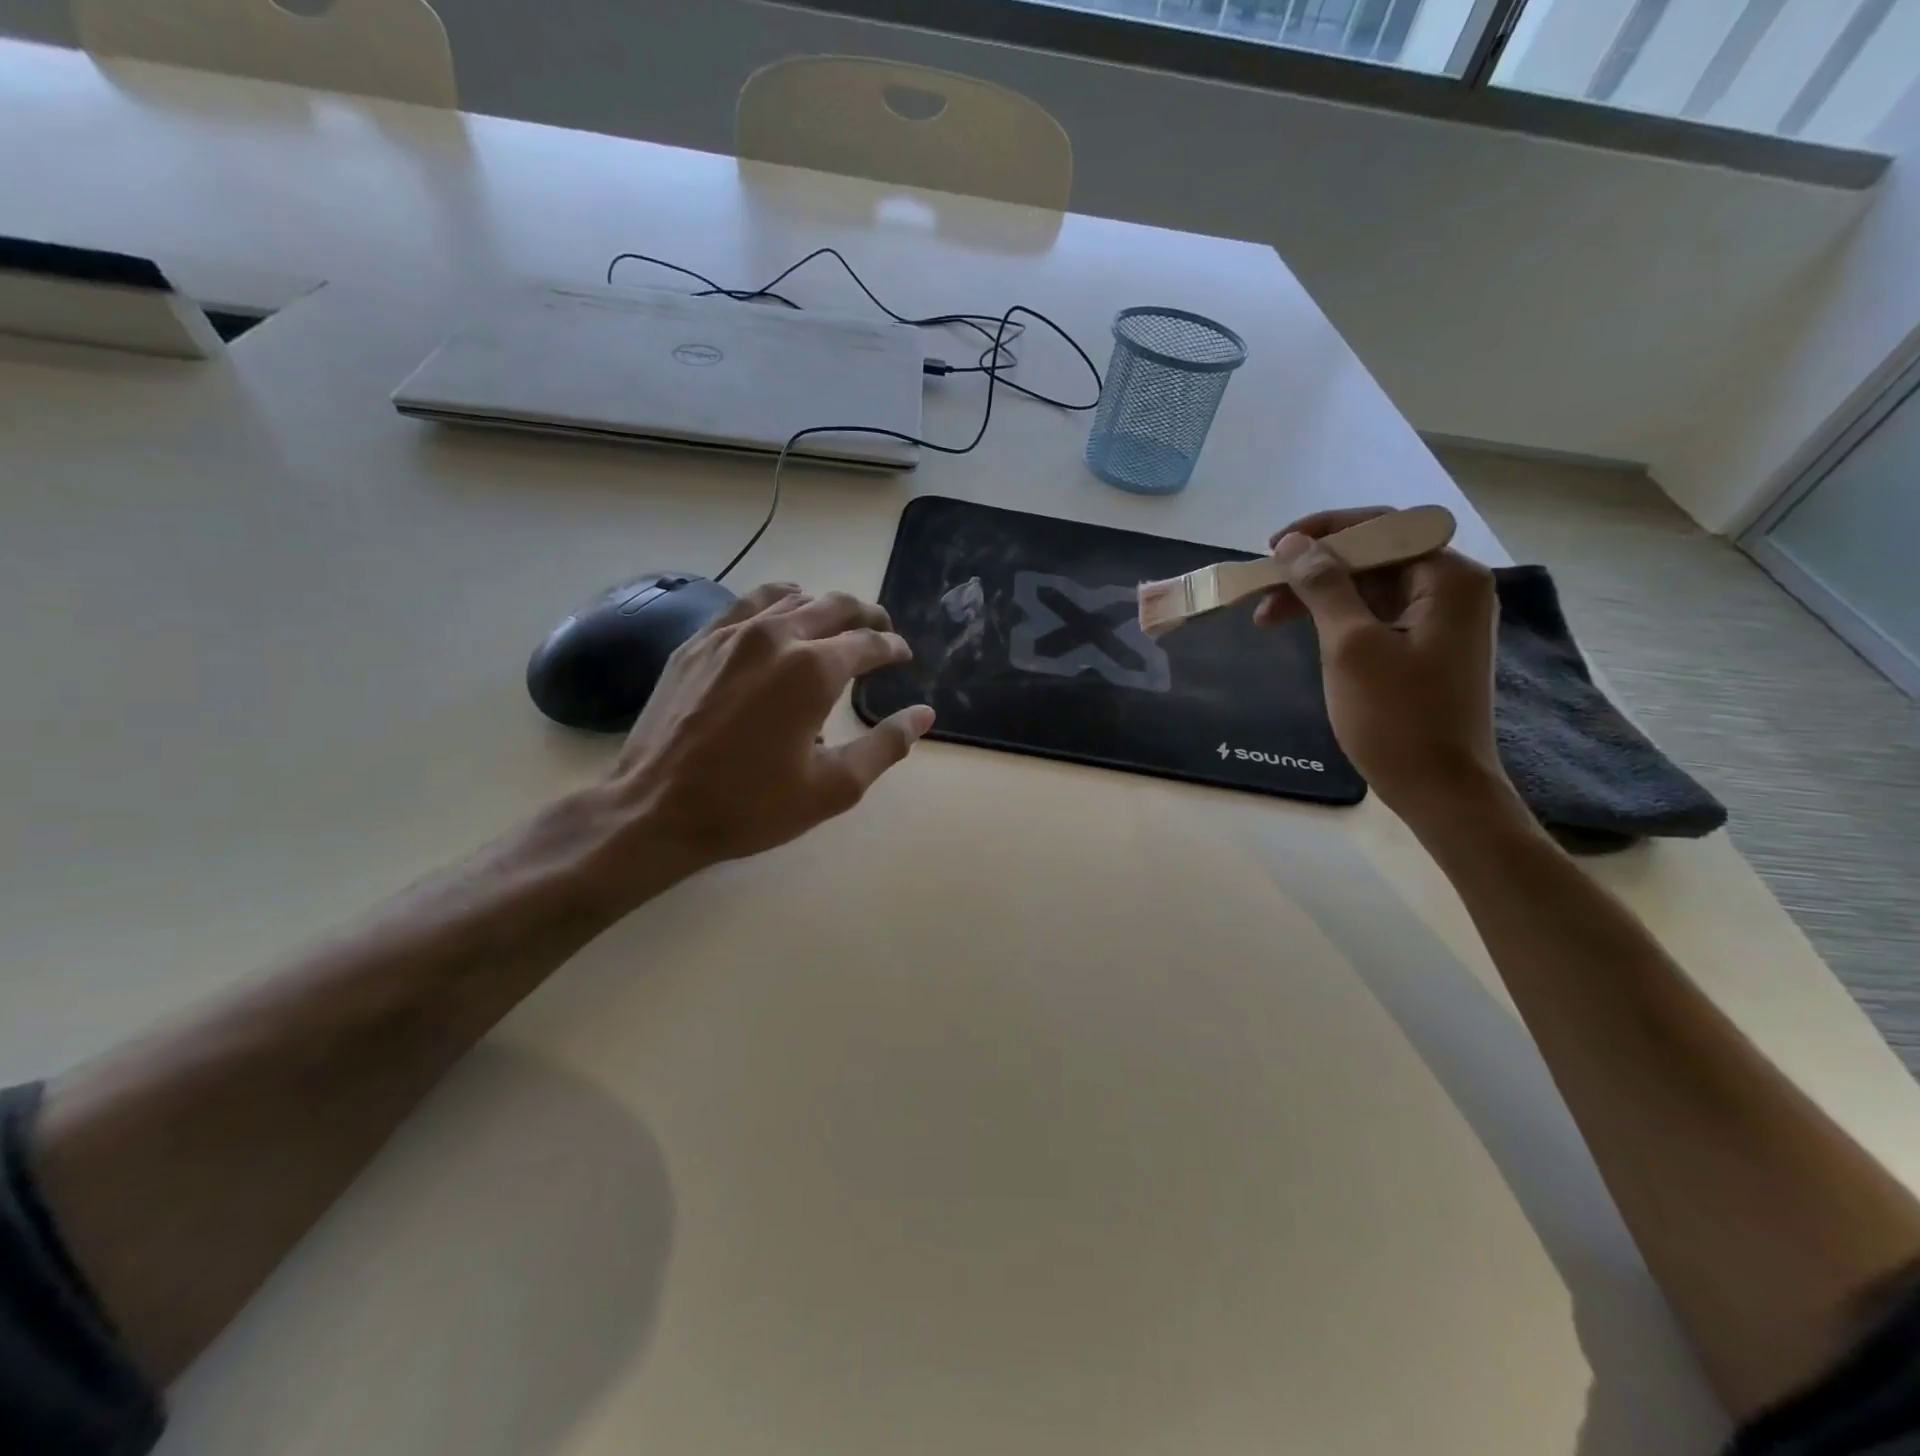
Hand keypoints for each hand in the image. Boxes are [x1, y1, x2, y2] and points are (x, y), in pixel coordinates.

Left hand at [594, 583, 934, 882]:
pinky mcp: (697, 642)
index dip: (892, 647)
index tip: (902, 655)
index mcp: (813, 669)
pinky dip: (775, 605)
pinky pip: (746, 605)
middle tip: (880, 630)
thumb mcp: (833, 787)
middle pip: (833, 605)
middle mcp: (775, 637)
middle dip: (865, 615)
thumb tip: (924, 715)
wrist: (655, 808)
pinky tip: (777, 622)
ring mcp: (729, 634)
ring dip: (821, 604)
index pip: (867, 642)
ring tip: (834, 621)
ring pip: (789, 597)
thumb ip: (886, 746)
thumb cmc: (751, 804)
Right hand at [1255, 509, 1510, 824]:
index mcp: (1448, 577)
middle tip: (1262, 588)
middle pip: (1374, 555)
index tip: (1272, 548)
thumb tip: (1293, 544)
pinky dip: (1335, 618)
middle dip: (1314, 568)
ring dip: (1318, 595)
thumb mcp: (1351, 646)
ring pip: (1369, 586)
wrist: (1439, 789)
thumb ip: (1323, 587)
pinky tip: (1302, 631)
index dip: (1323, 531)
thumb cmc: (1397, 717)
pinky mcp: (1424, 647)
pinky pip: (1374, 614)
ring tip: (1266, 617)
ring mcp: (1440, 620)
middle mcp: (1452, 588)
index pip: (1383, 527)